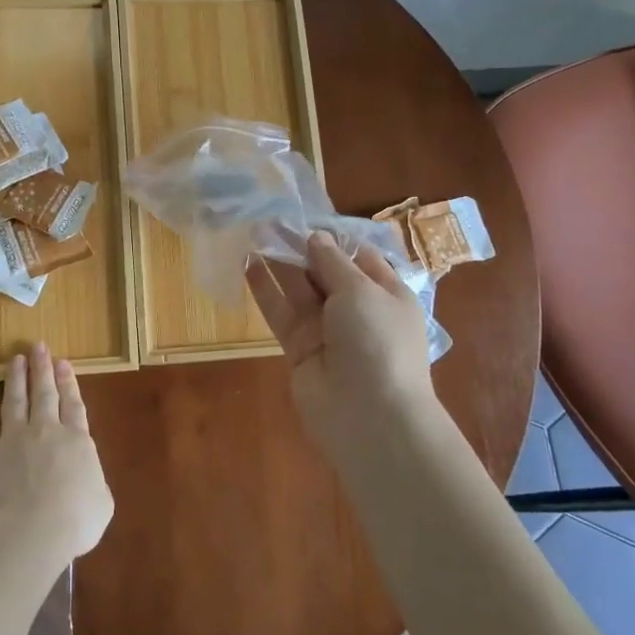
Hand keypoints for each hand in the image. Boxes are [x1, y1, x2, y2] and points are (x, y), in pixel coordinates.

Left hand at [0, 342, 114, 561]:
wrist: (33, 531)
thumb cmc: (77, 519)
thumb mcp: (102, 501)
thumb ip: (93, 482)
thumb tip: (85, 478)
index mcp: (77, 440)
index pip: (73, 404)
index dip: (68, 382)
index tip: (63, 362)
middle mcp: (45, 432)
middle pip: (44, 394)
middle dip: (42, 369)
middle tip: (38, 347)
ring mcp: (13, 443)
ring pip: (14, 404)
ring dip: (15, 381)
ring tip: (14, 360)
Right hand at [246, 233, 438, 456]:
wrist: (369, 416)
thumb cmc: (378, 341)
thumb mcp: (362, 291)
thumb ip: (333, 262)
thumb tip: (315, 238)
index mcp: (386, 293)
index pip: (359, 257)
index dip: (332, 239)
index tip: (305, 219)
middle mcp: (357, 309)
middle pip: (325, 271)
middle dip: (301, 247)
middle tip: (270, 222)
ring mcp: (327, 330)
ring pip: (299, 290)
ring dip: (279, 263)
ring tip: (254, 234)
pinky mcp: (299, 349)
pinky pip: (281, 313)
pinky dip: (265, 290)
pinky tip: (247, 264)